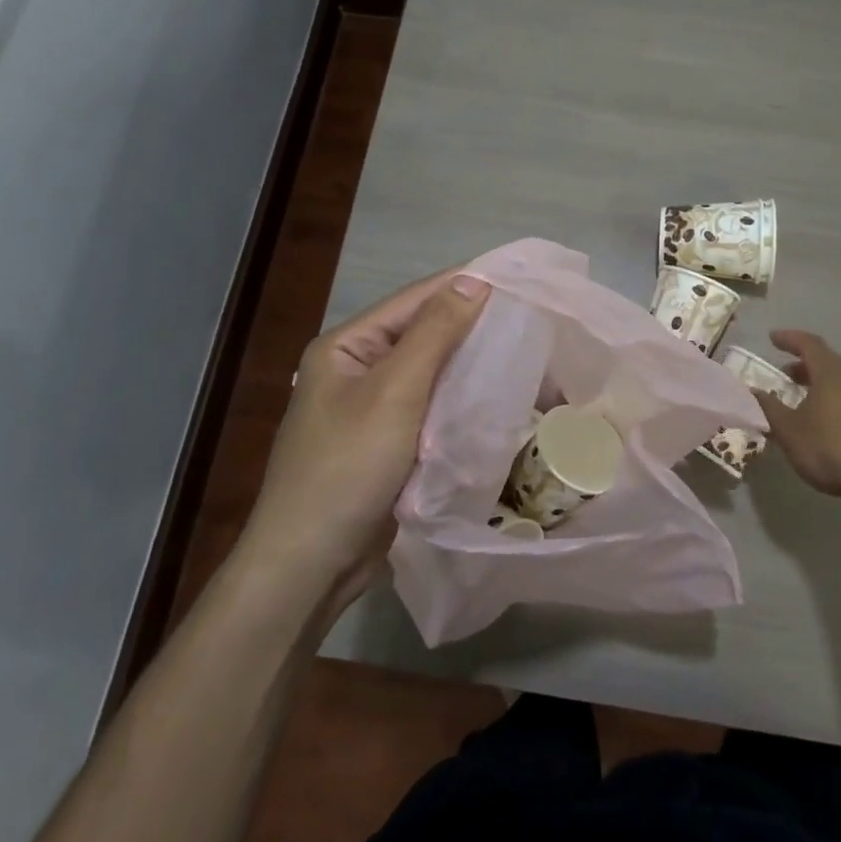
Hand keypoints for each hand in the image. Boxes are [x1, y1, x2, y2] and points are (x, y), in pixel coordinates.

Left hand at [235, 269, 490, 601]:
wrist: (311, 562)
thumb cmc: (348, 466)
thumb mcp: (394, 391)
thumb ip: (434, 333)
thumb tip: (473, 281)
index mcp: (346, 346)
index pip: (414, 301)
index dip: (463, 286)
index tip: (517, 279)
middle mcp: (356, 369)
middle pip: (422, 335)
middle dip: (471, 326)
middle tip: (529, 318)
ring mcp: (371, 409)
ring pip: (430, 374)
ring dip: (469, 365)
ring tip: (523, 352)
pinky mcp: (387, 443)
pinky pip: (430, 408)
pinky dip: (460, 401)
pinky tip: (495, 397)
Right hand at [754, 329, 840, 503]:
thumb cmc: (831, 448)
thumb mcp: (790, 430)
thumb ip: (769, 408)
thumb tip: (752, 390)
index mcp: (831, 374)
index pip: (809, 344)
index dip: (790, 338)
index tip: (772, 338)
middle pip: (828, 363)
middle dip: (804, 365)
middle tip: (785, 373)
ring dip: (819, 385)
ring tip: (801, 401)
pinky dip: (833, 403)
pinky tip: (825, 424)